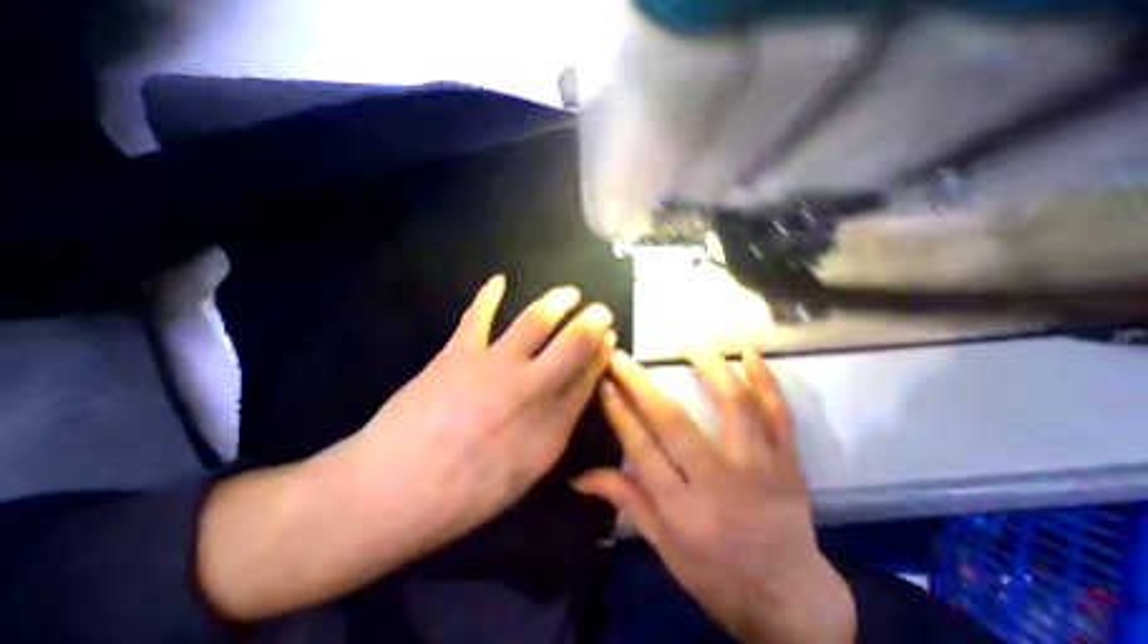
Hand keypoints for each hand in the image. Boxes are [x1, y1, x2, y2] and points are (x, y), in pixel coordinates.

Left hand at [335, 275, 618, 546]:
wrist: (394, 493)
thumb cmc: (466, 495)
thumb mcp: (527, 473)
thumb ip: (554, 432)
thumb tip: (571, 398)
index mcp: (551, 424)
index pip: (588, 377)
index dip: (601, 354)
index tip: (608, 338)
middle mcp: (530, 388)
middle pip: (573, 344)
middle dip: (592, 322)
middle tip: (600, 310)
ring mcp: (494, 366)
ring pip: (536, 320)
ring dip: (557, 301)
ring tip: (568, 293)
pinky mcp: (458, 353)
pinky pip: (477, 315)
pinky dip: (488, 295)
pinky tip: (498, 280)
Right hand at [575, 350, 850, 643]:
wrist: (792, 600)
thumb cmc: (717, 575)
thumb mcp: (664, 546)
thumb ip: (626, 499)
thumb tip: (579, 476)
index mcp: (683, 510)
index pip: (641, 447)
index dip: (619, 411)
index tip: (604, 382)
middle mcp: (720, 483)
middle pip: (674, 421)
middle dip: (641, 383)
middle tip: (621, 356)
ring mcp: (761, 468)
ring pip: (733, 404)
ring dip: (708, 367)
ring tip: (687, 344)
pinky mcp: (789, 462)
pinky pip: (779, 413)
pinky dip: (765, 379)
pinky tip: (749, 351)